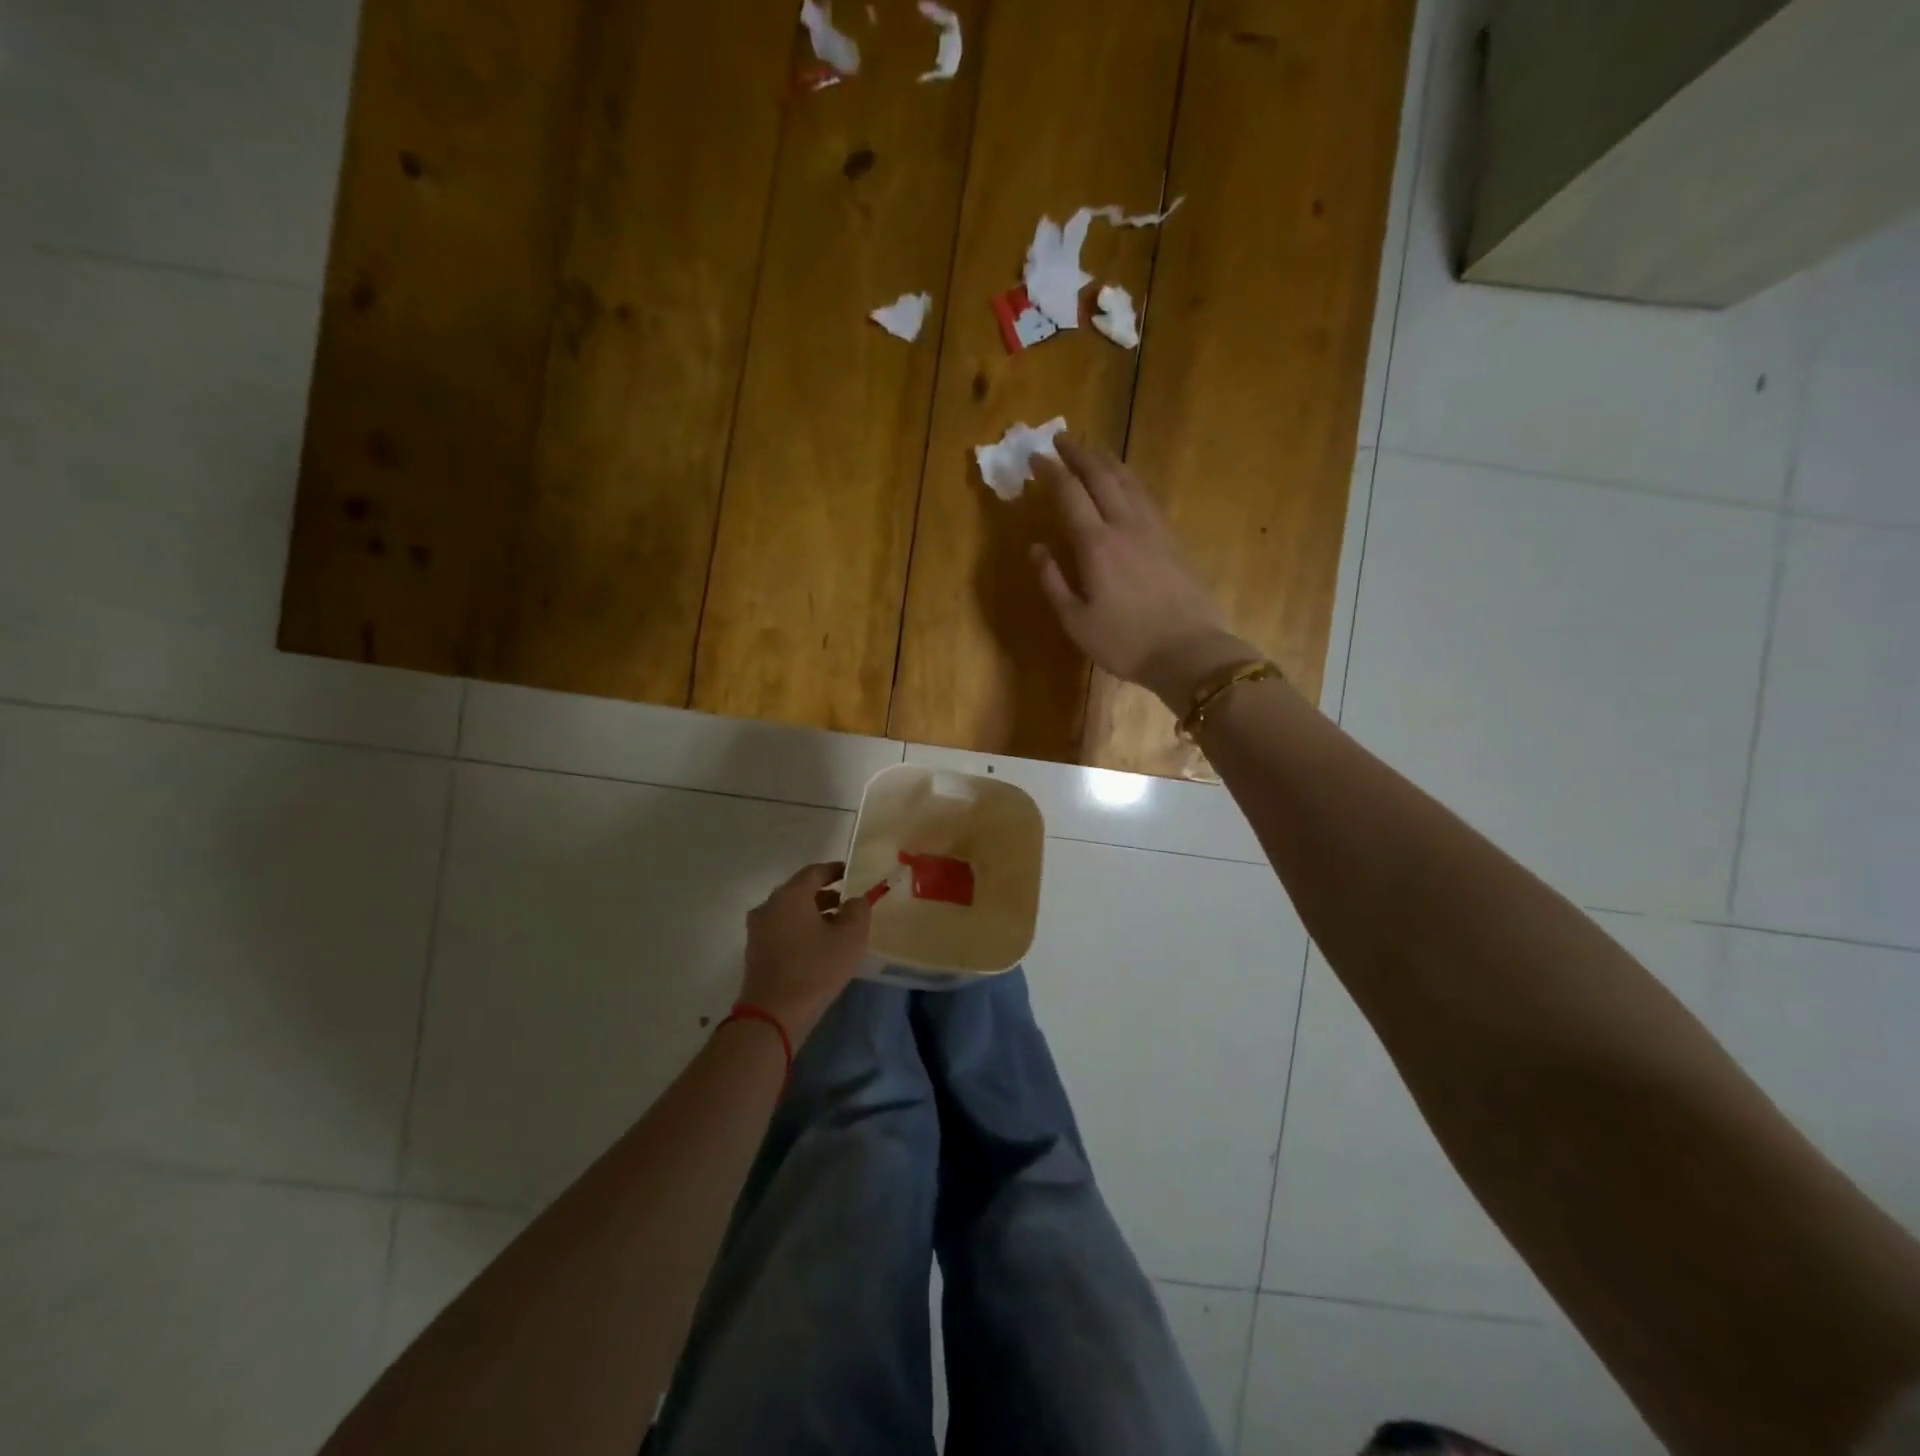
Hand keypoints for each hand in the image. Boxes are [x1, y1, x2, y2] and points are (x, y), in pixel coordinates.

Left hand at [740, 862, 871, 1044]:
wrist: (772, 1014)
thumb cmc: (816, 969)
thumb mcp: (850, 937)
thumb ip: (858, 910)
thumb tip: (855, 900)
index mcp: (790, 895)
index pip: (815, 872)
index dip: (835, 871)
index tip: (852, 874)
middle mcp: (769, 905)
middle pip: (800, 891)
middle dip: (825, 894)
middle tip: (848, 903)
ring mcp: (758, 929)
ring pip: (790, 911)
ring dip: (813, 913)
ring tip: (837, 927)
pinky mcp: (755, 951)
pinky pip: (781, 929)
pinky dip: (800, 929)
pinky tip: (817, 946)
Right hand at [1031, 436, 1256, 707]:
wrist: (1189, 651)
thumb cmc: (1125, 642)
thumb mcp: (1076, 621)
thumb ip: (1053, 581)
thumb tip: (1036, 548)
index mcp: (1096, 544)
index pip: (1070, 494)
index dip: (1052, 472)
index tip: (1036, 458)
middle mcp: (1125, 525)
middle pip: (1102, 477)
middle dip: (1079, 454)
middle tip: (1062, 439)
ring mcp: (1154, 529)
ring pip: (1129, 481)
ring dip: (1108, 461)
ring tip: (1094, 450)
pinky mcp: (1173, 539)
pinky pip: (1147, 497)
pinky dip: (1130, 481)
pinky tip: (1127, 483)